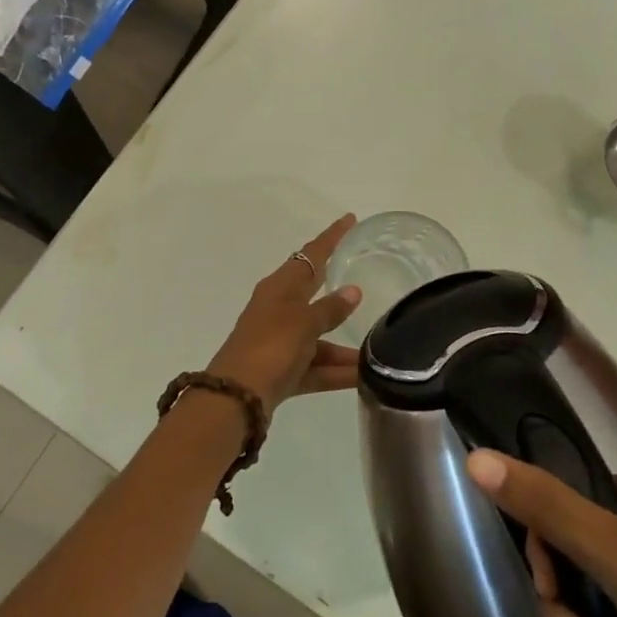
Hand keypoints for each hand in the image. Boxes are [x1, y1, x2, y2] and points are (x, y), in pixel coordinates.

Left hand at [207, 216, 363, 412]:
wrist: (236, 398)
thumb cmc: (270, 347)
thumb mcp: (303, 323)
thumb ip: (329, 309)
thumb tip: (353, 292)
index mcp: (279, 288)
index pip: (310, 254)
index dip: (331, 237)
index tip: (350, 219)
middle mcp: (278, 310)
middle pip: (314, 294)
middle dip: (339, 289)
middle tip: (368, 274)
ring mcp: (279, 342)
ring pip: (319, 338)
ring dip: (344, 346)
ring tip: (380, 352)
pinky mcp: (282, 371)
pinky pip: (316, 367)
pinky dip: (336, 371)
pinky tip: (364, 379)